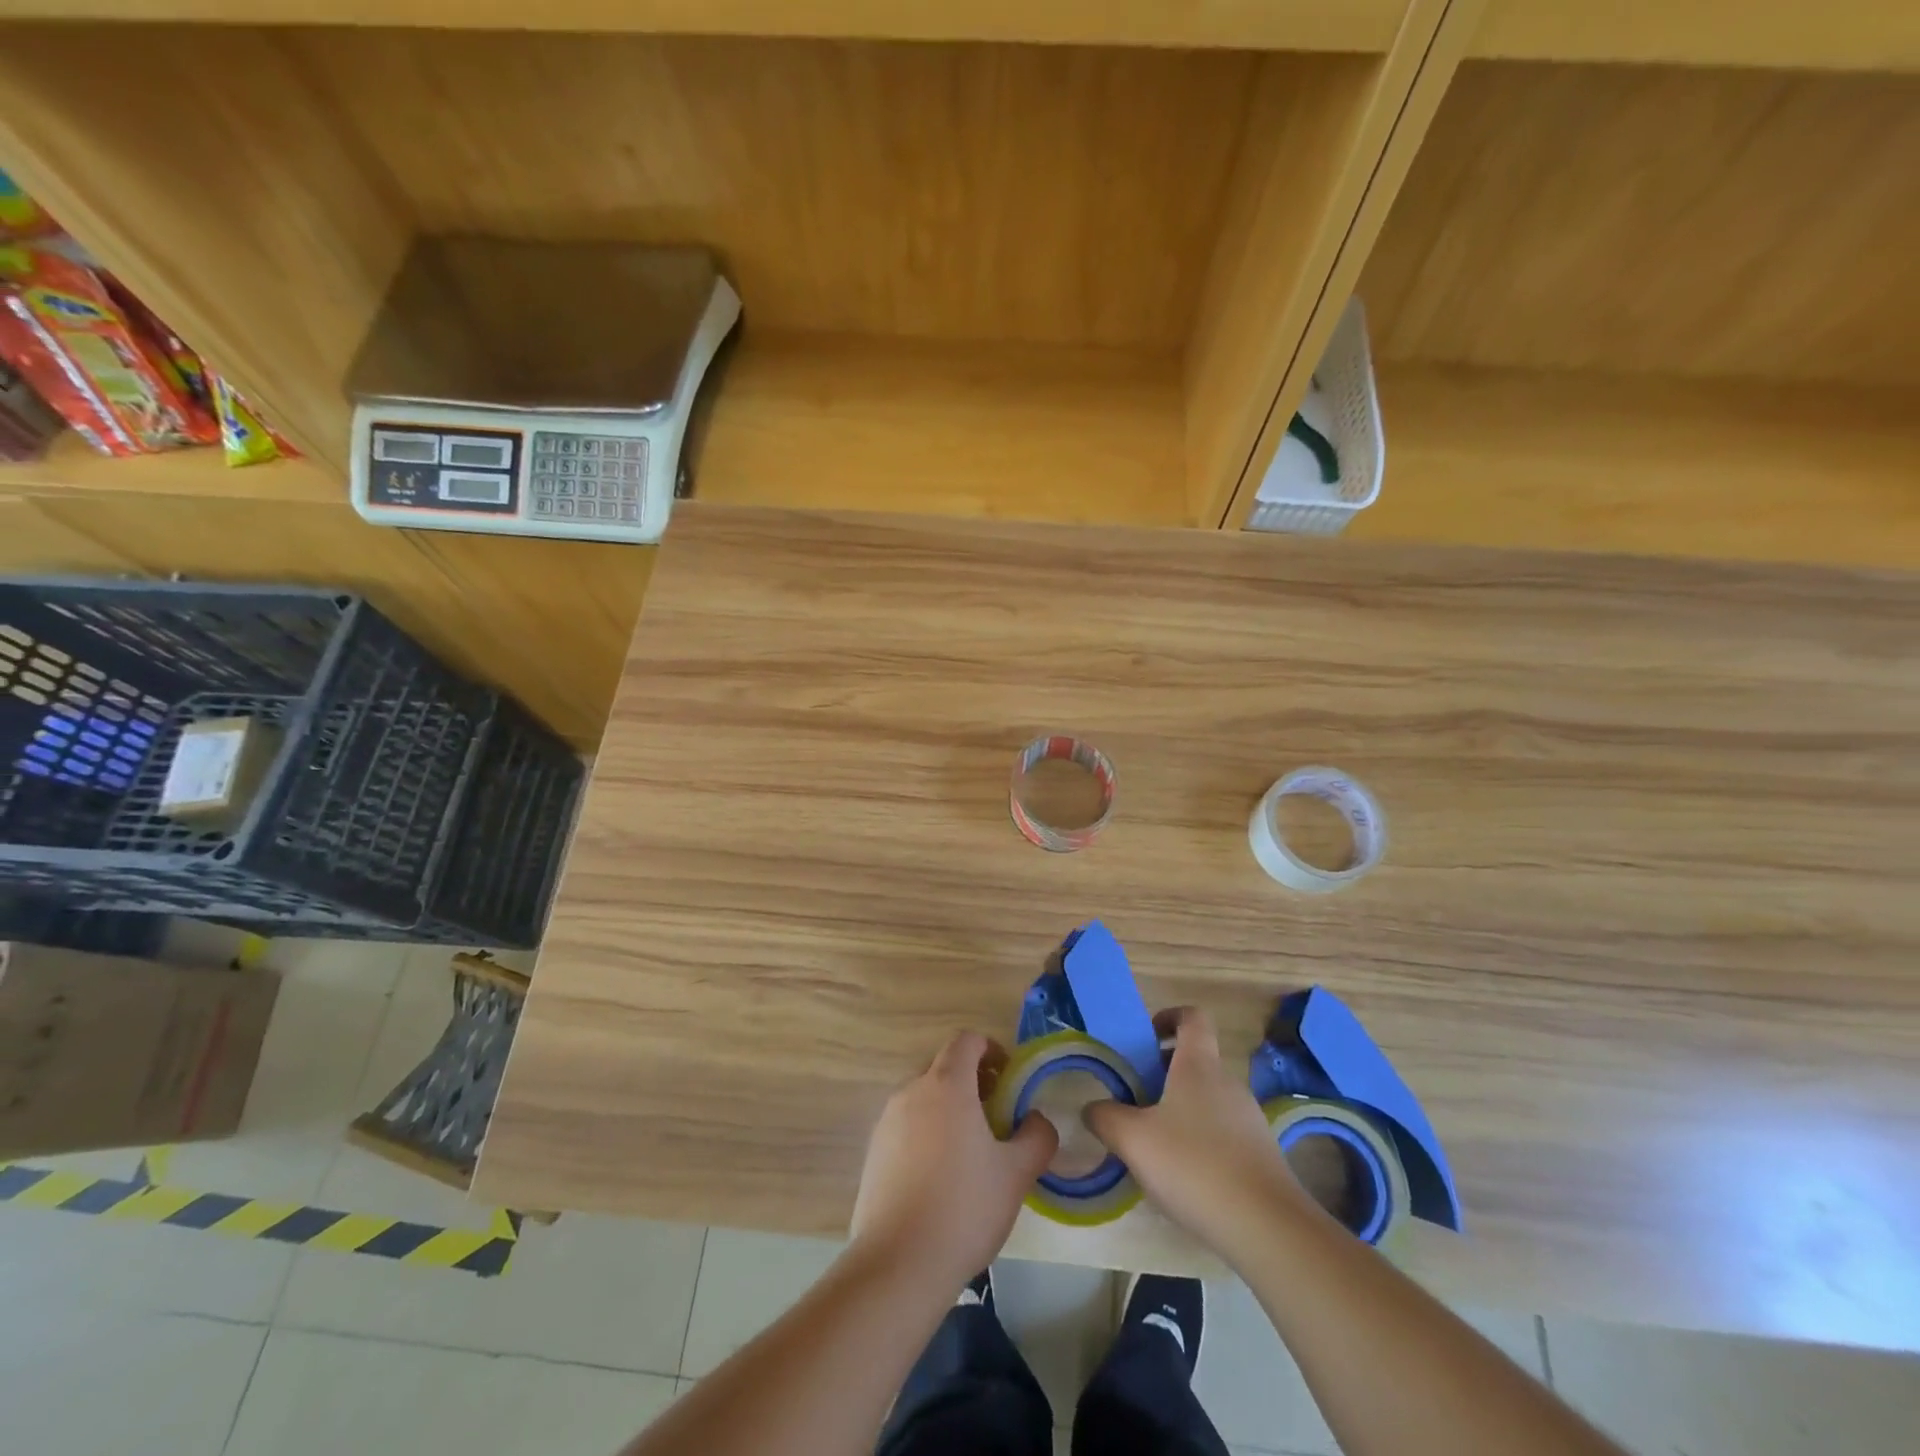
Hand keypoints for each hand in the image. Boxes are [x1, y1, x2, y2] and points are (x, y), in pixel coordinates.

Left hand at [850, 1031, 1058, 1291]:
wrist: (898, 1263)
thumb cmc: (964, 1207)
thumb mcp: (1016, 1173)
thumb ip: (1036, 1136)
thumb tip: (1036, 1119)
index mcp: (946, 1085)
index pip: (967, 1040)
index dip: (991, 1049)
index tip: (1009, 1078)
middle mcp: (911, 1091)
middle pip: (944, 1066)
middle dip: (972, 1080)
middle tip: (996, 1114)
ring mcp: (887, 1121)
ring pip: (923, 1096)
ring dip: (948, 1107)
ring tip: (970, 1149)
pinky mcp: (873, 1152)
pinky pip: (905, 1125)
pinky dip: (926, 1132)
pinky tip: (940, 1177)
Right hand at [1084, 1007, 1313, 1264]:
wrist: (1267, 1228)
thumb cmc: (1194, 1165)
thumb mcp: (1132, 1139)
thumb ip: (1105, 1117)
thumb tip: (1093, 1108)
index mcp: (1199, 1065)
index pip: (1192, 1017)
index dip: (1168, 1017)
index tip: (1145, 1037)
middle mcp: (1228, 1083)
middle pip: (1196, 1061)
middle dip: (1163, 1074)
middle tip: (1135, 1100)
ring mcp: (1249, 1119)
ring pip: (1207, 1100)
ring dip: (1180, 1111)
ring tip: (1154, 1145)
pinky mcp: (1260, 1155)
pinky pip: (1223, 1133)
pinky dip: (1200, 1142)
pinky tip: (1184, 1178)